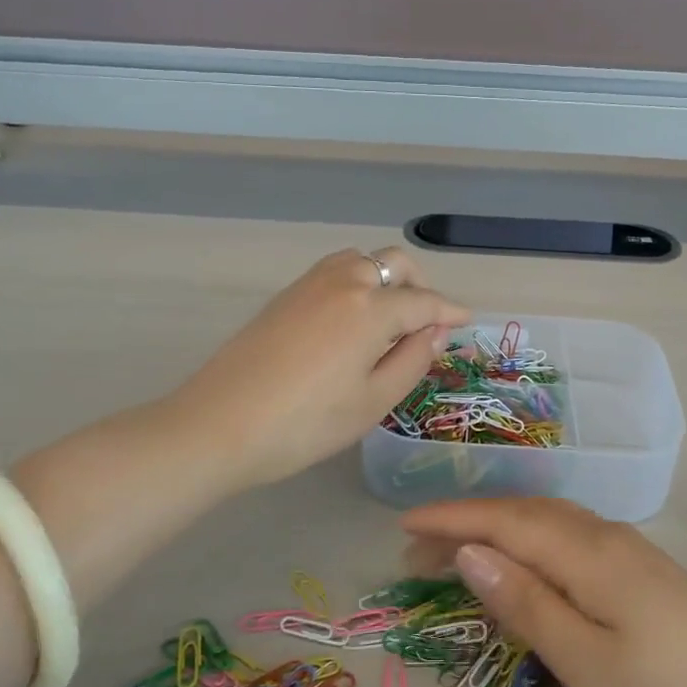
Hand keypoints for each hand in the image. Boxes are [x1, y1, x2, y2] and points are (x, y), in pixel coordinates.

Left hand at [177, 248, 468, 488]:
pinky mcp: (283, 298)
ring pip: (360, 261)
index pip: (423, 302)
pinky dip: (356, 283)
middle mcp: (341, 283)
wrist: (219, 425)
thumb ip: (412, 360)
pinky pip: (333, 273)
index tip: (468, 319)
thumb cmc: (306, 424)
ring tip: (390, 317)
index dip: (449, 311)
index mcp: (370, 308)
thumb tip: (435, 331)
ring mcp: (307, 286)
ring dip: (384, 278)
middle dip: (418, 284)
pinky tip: (352, 320)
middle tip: (426, 321)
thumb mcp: (372, 401)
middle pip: (392, 263)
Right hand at [402, 498, 686, 686]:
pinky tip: (527, 561)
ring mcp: (629, 551)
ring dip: (498, 529)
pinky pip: (570, 538)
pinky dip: (531, 540)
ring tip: (459, 553)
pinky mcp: (642, 572)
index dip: (450, 519)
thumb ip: (525, 603)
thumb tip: (468, 552)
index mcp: (587, 553)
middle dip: (467, 522)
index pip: (503, 521)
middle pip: (523, 514)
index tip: (401, 524)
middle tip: (415, 549)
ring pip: (548, 522)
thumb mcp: (586, 661)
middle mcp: (606, 537)